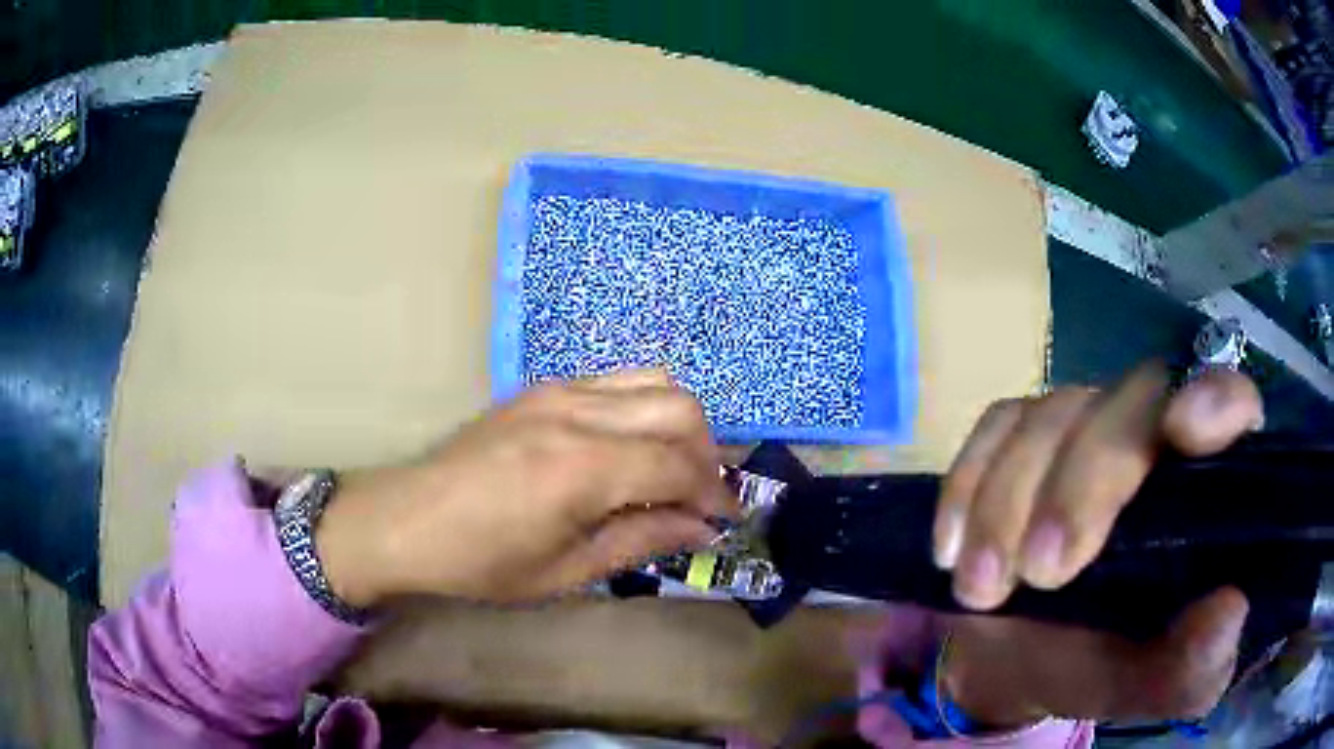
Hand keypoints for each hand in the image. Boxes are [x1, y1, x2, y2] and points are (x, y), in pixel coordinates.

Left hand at [314, 369, 734, 605]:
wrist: (407, 520)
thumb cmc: (481, 562)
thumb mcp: (565, 571)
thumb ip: (640, 541)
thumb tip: (701, 529)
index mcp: (581, 470)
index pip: (679, 467)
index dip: (714, 495)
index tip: (726, 521)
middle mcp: (577, 414)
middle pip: (679, 409)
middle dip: (708, 454)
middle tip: (703, 497)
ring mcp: (558, 391)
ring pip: (654, 381)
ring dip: (681, 424)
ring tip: (674, 469)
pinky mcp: (543, 387)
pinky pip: (617, 381)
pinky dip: (644, 407)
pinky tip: (632, 446)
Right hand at [933, 364, 1261, 724]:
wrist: (1023, 661)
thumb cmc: (1109, 666)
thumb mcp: (1157, 685)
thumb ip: (1196, 664)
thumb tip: (1229, 612)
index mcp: (1207, 484)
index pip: (1232, 402)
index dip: (1214, 399)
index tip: (1182, 432)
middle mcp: (1154, 432)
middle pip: (1130, 403)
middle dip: (1081, 485)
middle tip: (1040, 572)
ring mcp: (1085, 425)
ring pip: (1053, 414)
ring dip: (1006, 502)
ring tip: (980, 588)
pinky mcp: (1021, 438)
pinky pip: (994, 426)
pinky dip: (966, 484)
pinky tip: (950, 549)